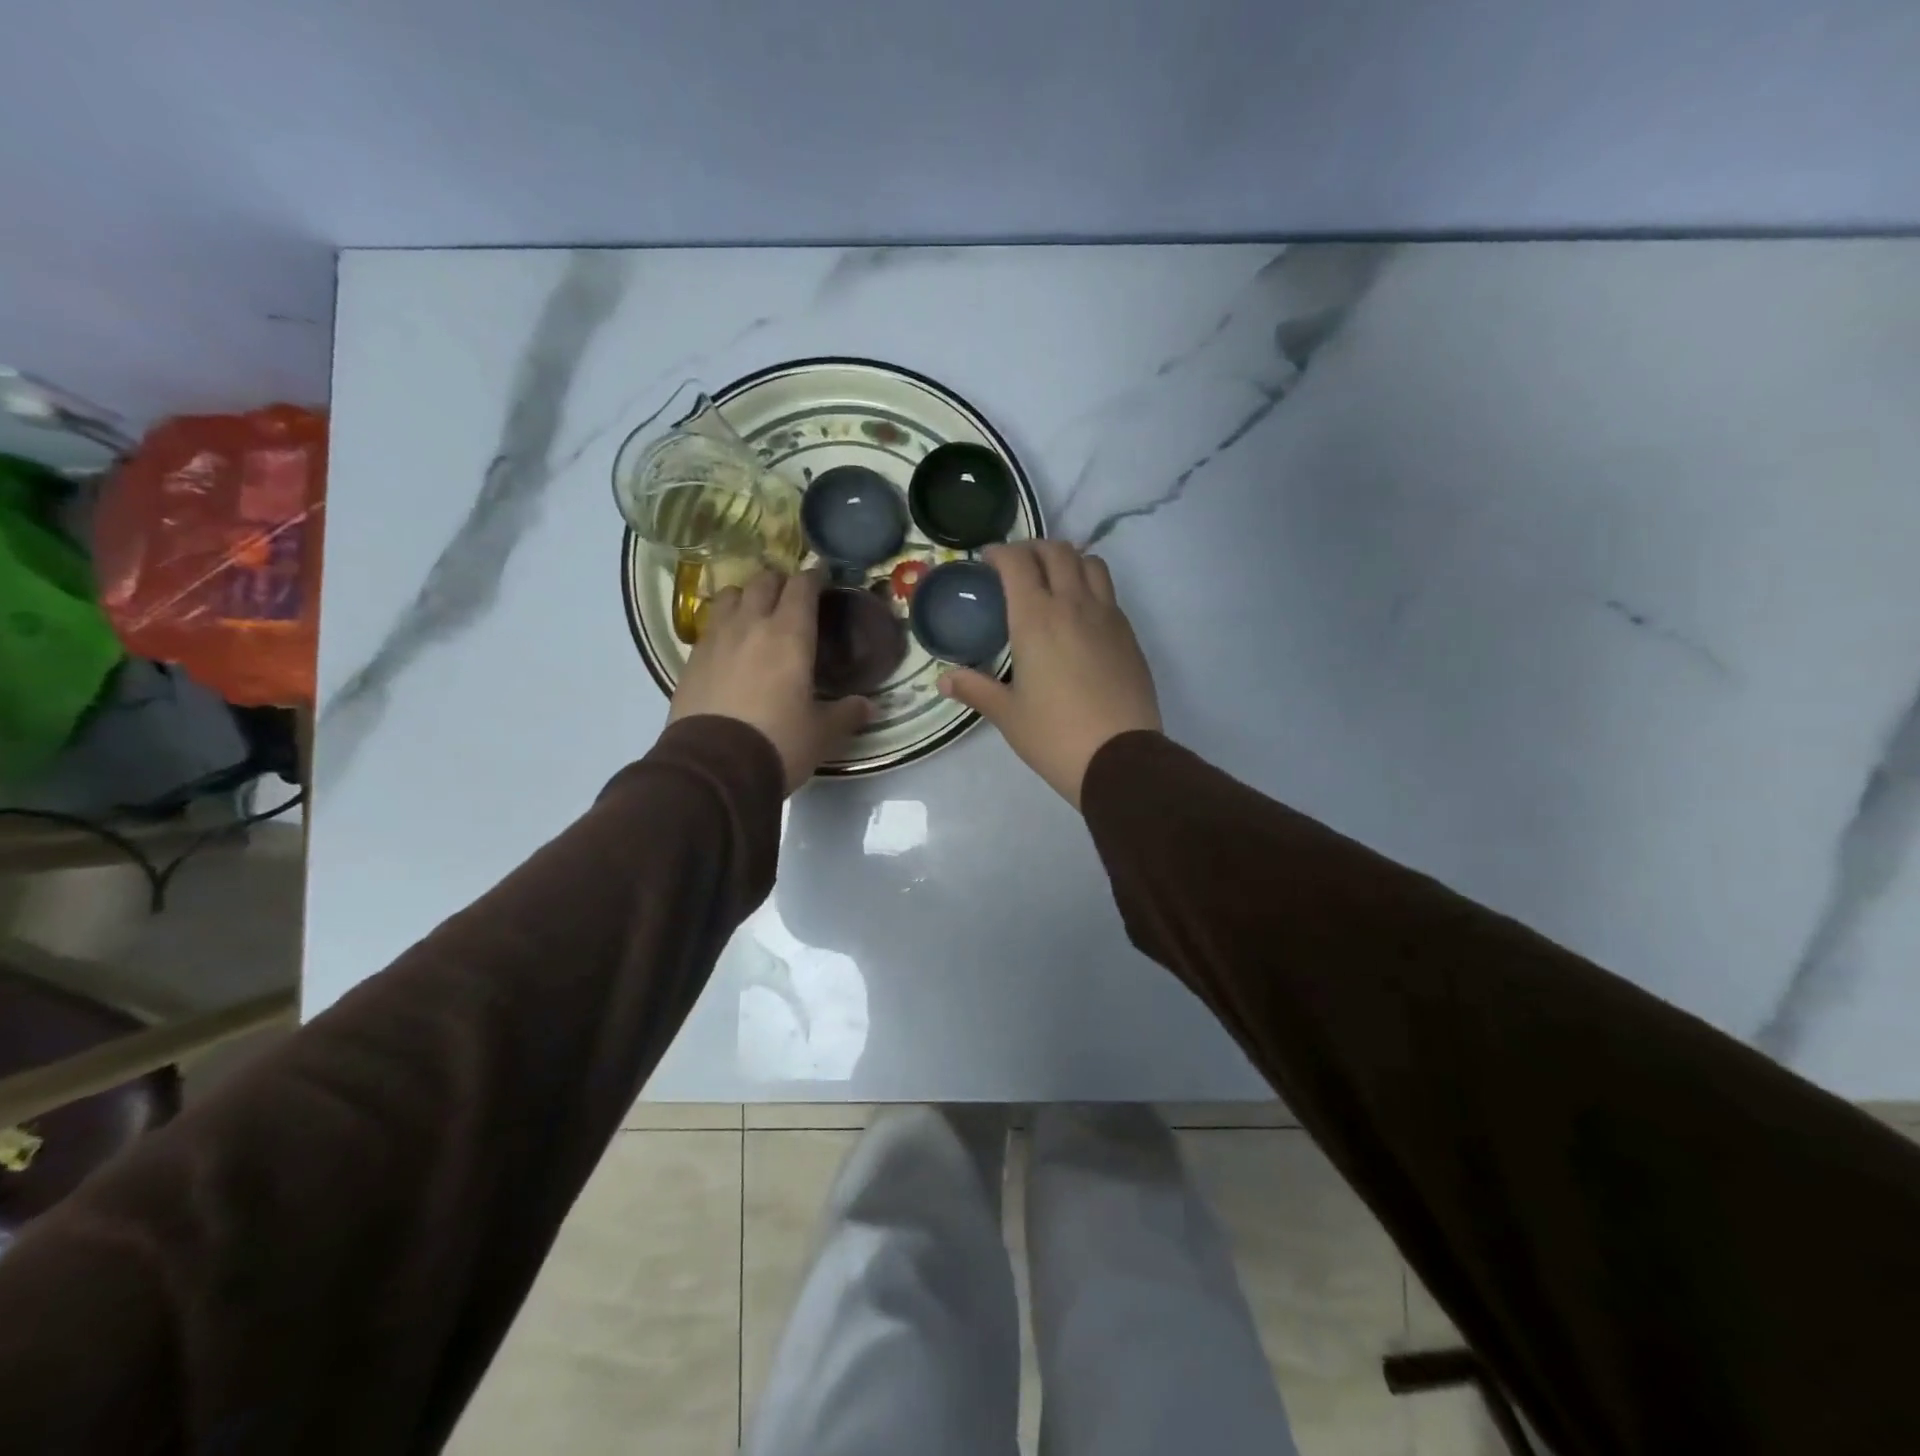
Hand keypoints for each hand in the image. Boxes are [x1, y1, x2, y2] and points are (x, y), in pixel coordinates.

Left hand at [669, 567, 869, 793]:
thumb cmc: (778, 742)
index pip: (802, 587)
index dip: (814, 577)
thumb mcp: (822, 733)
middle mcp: (751, 625)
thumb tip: (869, 706)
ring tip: (755, 613)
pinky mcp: (692, 659)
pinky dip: (724, 624)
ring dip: (746, 597)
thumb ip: (847, 714)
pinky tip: (730, 645)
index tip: (822, 577)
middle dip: (780, 582)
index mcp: (790, 635)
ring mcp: (716, 639)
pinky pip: (710, 626)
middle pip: (763, 582)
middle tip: (791, 596)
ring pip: (731, 596)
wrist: (714, 767)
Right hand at [938, 541, 1161, 807]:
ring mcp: (1107, 616)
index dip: (1000, 552)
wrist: (1120, 757)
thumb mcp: (1008, 714)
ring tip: (1053, 580)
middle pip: (1057, 551)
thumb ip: (975, 688)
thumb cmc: (1054, 735)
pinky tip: (1080, 614)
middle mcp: (1074, 605)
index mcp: (1036, 619)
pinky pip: (1108, 592)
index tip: (987, 561)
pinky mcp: (1128, 634)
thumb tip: (943, 679)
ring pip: (1090, 563)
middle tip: (1017, 566)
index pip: (1018, 562)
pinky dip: (1090, 586)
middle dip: (1033, 549)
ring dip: (1068, 560)